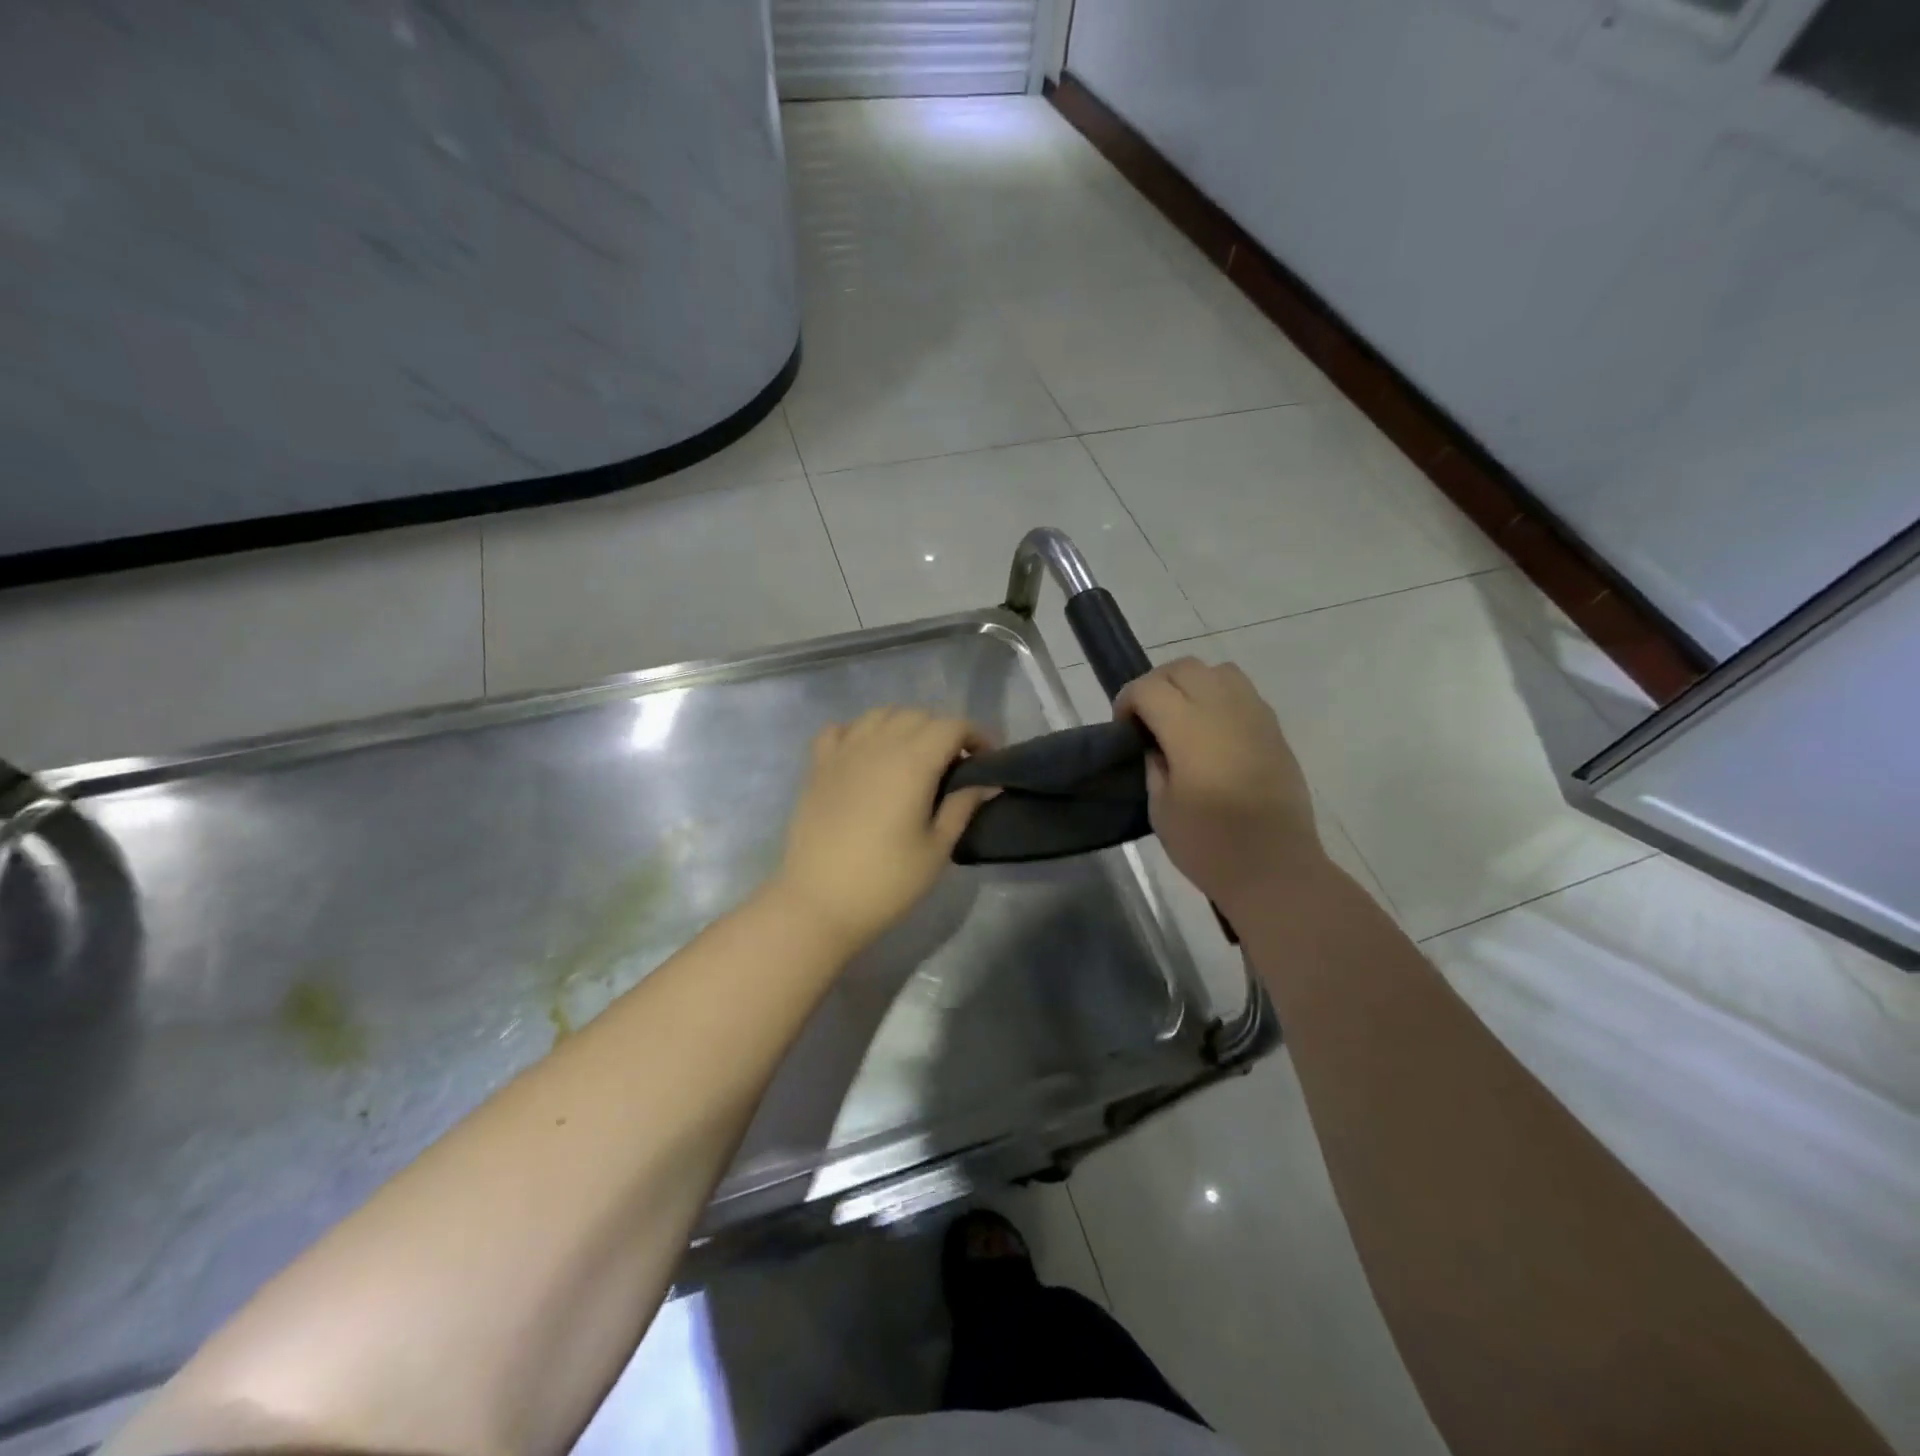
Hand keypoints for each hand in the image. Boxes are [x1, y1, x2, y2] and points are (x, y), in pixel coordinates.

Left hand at [768, 707, 995, 955]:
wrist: (819, 903)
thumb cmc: (886, 881)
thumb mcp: (937, 849)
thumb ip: (963, 806)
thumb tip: (987, 782)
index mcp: (913, 762)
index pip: (952, 726)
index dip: (976, 736)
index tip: (986, 761)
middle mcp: (878, 745)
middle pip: (918, 715)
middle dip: (943, 732)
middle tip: (953, 767)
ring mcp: (843, 752)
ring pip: (881, 715)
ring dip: (904, 726)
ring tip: (912, 758)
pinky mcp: (817, 766)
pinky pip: (841, 729)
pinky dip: (859, 732)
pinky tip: (866, 757)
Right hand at [1118, 658, 1326, 917]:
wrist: (1275, 870)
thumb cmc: (1209, 846)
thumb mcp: (1161, 809)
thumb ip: (1154, 765)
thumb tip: (1156, 745)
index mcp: (1190, 730)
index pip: (1149, 688)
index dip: (1127, 700)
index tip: (1123, 728)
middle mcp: (1224, 711)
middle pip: (1183, 668)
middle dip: (1156, 684)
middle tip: (1147, 719)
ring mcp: (1255, 716)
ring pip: (1218, 671)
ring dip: (1191, 684)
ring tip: (1182, 717)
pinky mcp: (1275, 730)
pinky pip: (1243, 692)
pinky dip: (1220, 697)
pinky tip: (1212, 732)